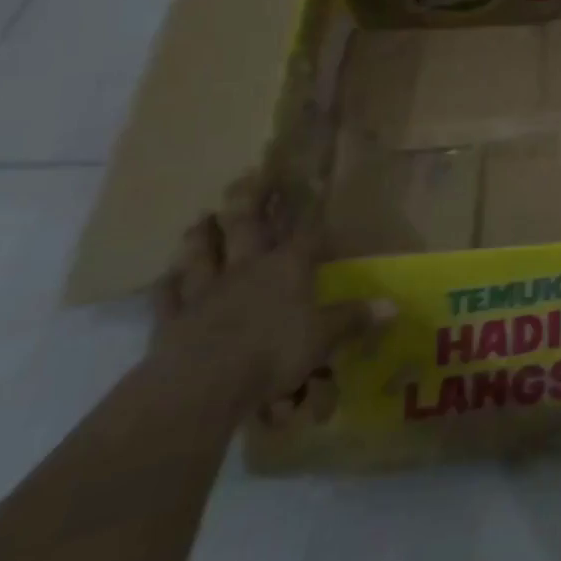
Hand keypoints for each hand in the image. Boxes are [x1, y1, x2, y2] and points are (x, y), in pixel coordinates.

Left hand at [154, 186, 391, 426]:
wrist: (200, 384)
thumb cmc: (272, 353)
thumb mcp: (323, 338)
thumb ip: (353, 319)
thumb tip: (394, 306)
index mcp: (287, 267)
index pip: (305, 232)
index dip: (310, 209)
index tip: (313, 185)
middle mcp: (247, 268)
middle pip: (246, 226)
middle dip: (250, 200)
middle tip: (248, 176)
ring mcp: (205, 291)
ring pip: (202, 253)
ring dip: (202, 234)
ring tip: (202, 216)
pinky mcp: (172, 319)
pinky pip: (168, 296)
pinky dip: (167, 284)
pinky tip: (166, 276)